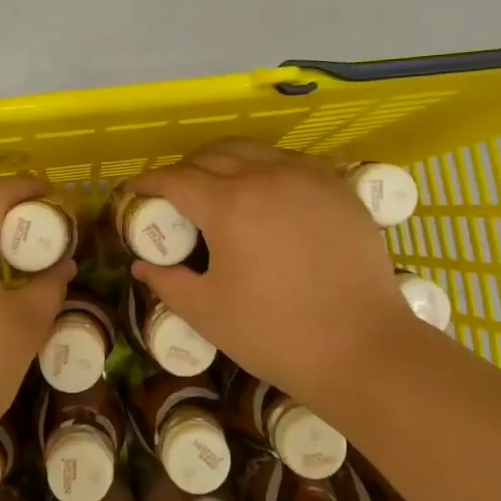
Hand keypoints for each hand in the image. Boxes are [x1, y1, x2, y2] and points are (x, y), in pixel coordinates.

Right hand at [127, 140, 418, 420]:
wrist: (364, 349)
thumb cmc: (276, 334)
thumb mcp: (207, 312)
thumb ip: (167, 281)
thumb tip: (142, 265)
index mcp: (229, 205)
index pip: (176, 179)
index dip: (149, 183)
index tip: (136, 192)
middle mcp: (267, 176)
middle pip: (213, 155)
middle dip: (185, 169)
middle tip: (174, 194)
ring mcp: (308, 178)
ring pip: (254, 151)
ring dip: (225, 162)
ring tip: (217, 188)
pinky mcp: (339, 188)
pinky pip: (291, 163)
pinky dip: (266, 168)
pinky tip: (265, 195)